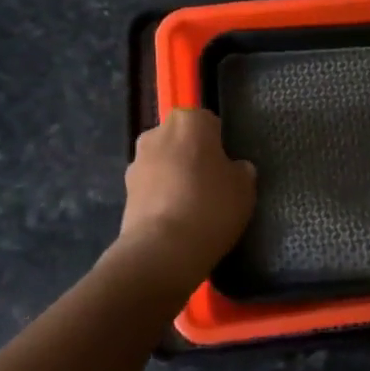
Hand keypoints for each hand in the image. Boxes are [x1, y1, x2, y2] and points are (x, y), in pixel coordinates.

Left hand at [117, 107, 256, 279]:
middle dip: (193, 156)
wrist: (162, 249)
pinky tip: (175, 220)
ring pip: (164, 162)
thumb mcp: (244, 188)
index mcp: (189, 121)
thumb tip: (234, 168)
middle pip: (182, 140)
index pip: (209, 122)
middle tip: (211, 185)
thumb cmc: (211, 207)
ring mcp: (137, 161)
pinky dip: (161, 196)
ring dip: (175, 176)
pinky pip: (151, 186)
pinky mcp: (124, 190)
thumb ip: (241, 170)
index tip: (227, 167)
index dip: (220, 144)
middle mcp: (158, 132)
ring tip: (192, 207)